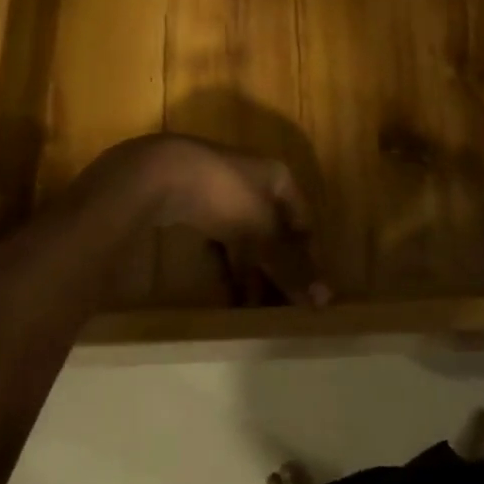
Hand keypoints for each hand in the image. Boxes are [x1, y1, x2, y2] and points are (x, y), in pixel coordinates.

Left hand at [71, 135, 327, 306]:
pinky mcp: (194, 205)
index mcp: (279, 178)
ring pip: (245, 238)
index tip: (306, 293)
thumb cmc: (224, 195)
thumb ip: (291, 266)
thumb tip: (325, 300)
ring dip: (250, 272)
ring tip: (251, 308)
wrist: (158, 175)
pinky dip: (225, 265)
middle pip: (274, 233)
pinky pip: (219, 240)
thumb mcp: (263, 232)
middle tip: (278, 308)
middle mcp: (255, 181)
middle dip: (276, 270)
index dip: (307, 257)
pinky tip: (225, 291)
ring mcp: (222, 192)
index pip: (304, 222)